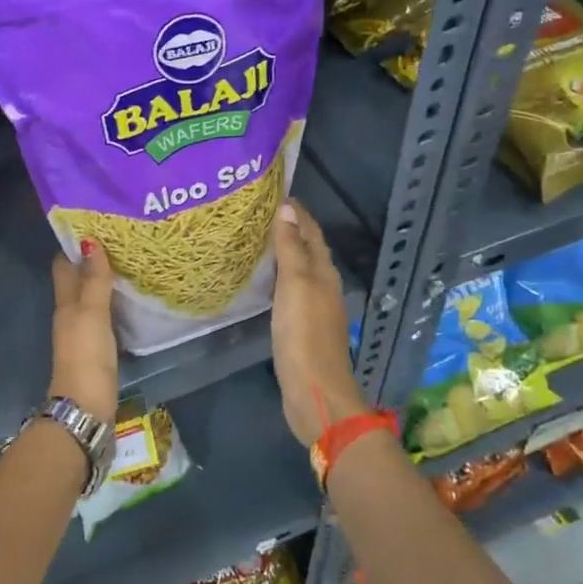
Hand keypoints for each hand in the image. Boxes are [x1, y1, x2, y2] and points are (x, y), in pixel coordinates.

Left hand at [49, 241, 117, 418]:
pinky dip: (114, 302)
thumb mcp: (92, 313)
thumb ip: (94, 280)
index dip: (75, 244)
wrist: (86, 406)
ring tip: (131, 261)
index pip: (64, 264)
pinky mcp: (97, 348)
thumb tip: (90, 241)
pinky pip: (104, 315)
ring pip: (92, 297)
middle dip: (94, 259)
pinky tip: (132, 297)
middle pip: (78, 280)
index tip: (96, 224)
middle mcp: (71, 313)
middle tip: (121, 239)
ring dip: (105, 281)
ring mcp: (83, 332)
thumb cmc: (86, 355)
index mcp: (65, 302)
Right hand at [270, 201, 366, 447]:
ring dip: (284, 254)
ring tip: (258, 241)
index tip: (276, 193)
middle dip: (290, 229)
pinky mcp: (303, 329)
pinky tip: (264, 283)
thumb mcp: (295, 285)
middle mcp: (323, 287)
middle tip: (260, 213)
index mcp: (324, 273)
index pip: (312, 232)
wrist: (314, 390)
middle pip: (308, 250)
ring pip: (300, 271)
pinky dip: (279, 279)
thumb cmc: (303, 334)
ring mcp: (315, 309)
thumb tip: (288, 208)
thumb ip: (291, 249)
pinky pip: (291, 292)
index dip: (297, 213)